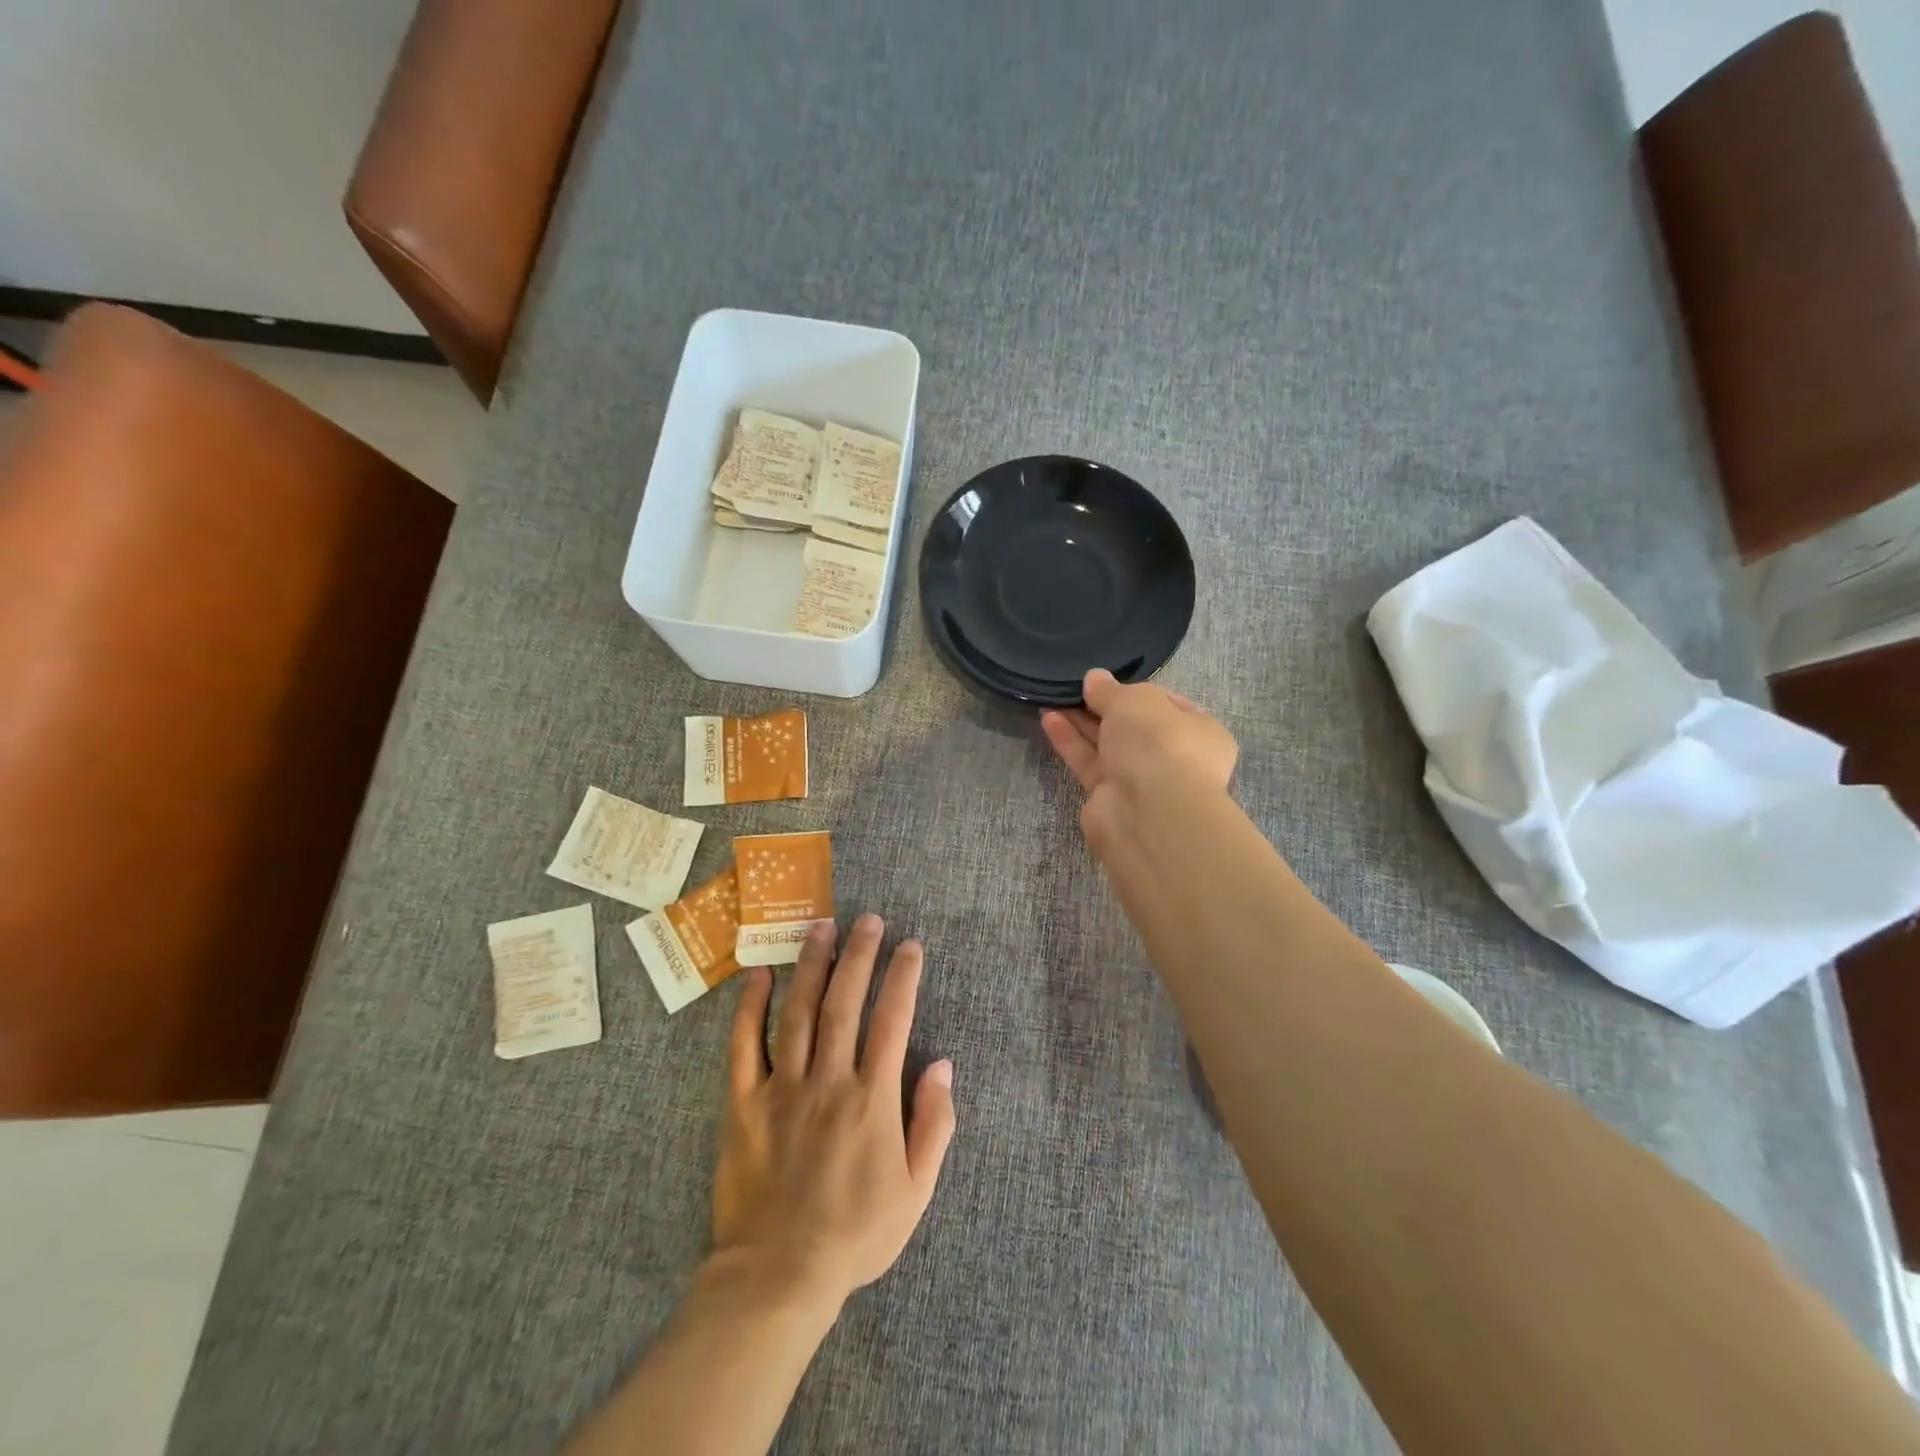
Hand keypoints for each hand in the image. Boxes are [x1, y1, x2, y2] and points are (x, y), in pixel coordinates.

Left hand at [713, 915, 956, 1312]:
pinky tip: (758, 975)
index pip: (893, 1020)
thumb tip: (944, 1064)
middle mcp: (827, 1080)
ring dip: (811, 964)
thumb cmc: (855, 1234)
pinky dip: (750, 1007)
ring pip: (798, 1012)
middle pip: (845, 1002)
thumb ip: (934, 1124)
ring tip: (821, 927)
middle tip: (868, 919)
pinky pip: (743, 1046)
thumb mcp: (915, 1190)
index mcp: (871, 1097)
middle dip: (860, 955)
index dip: (903, 977)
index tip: (910, 945)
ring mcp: (781, 1088)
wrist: (778, 1277)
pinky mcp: (742, 1104)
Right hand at [1041, 669, 1237, 852]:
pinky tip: (1048, 719)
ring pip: (1107, 745)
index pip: (1166, 704)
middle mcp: (1173, 757)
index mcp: (1198, 731)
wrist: (1149, 812)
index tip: (1106, 681)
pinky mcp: (1110, 798)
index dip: (1135, 690)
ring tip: (1052, 697)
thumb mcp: (1134, 700)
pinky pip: (1089, 763)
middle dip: (1102, 707)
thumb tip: (1094, 678)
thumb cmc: (1157, 743)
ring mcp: (1141, 781)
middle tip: (1073, 688)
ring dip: (1081, 722)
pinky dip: (1070, 742)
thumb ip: (1110, 689)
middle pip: (1132, 726)